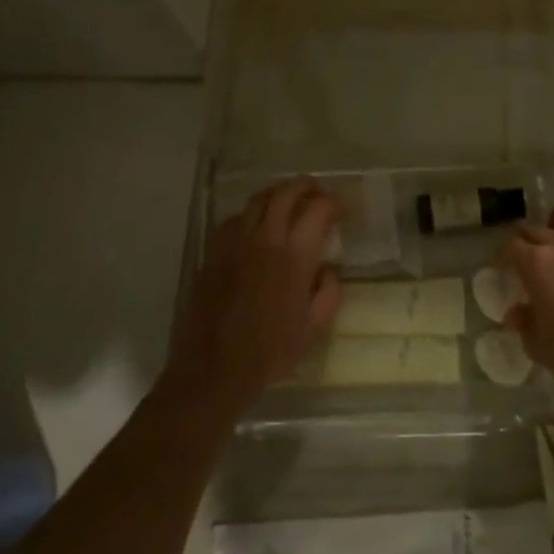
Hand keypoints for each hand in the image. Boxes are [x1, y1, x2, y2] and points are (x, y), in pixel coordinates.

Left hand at [168, 178, 342, 412]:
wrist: (214, 367)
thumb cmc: (270, 351)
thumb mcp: (314, 327)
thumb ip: (328, 292)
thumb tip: (328, 270)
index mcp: (294, 256)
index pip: (318, 210)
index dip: (333, 204)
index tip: (341, 210)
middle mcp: (264, 239)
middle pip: (285, 192)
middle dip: (306, 185)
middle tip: (318, 192)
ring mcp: (234, 243)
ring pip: (257, 200)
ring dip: (278, 194)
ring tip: (289, 202)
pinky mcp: (213, 252)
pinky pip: (234, 219)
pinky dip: (251, 214)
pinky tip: (256, 228)